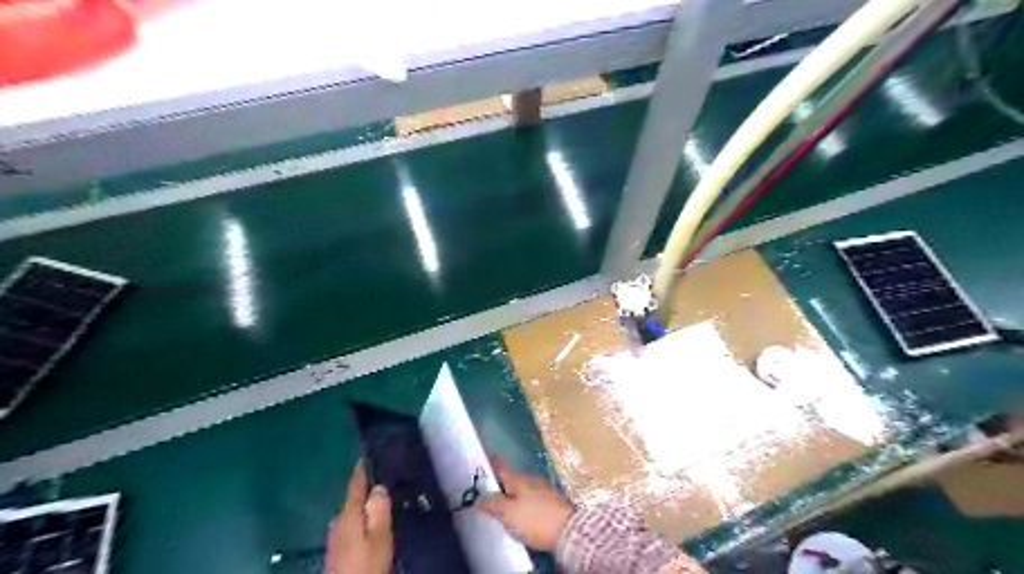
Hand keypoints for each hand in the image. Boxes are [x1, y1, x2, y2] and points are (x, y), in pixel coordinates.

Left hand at [326, 462, 393, 573]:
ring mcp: (335, 536)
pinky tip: (370, 524)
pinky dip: (361, 519)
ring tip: (382, 501)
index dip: (362, 468)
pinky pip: (351, 525)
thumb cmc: (365, 565)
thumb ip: (379, 510)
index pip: (355, 484)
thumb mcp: (379, 537)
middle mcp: (338, 520)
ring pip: (352, 513)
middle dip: (367, 489)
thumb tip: (378, 486)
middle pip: (353, 498)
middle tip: (385, 478)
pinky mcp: (337, 550)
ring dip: (364, 506)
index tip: (368, 453)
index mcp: (349, 513)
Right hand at [478, 458, 575, 549]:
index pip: (501, 465)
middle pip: (512, 477)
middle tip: (488, 490)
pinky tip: (521, 513)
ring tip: (503, 505)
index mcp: (518, 478)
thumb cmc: (534, 519)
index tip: (483, 458)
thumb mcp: (508, 514)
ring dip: (513, 494)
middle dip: (501, 482)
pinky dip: (524, 503)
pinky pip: (532, 498)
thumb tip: (478, 498)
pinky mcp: (553, 503)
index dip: (491, 461)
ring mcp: (544, 490)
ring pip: (523, 488)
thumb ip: (492, 504)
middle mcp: (531, 479)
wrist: (569, 531)